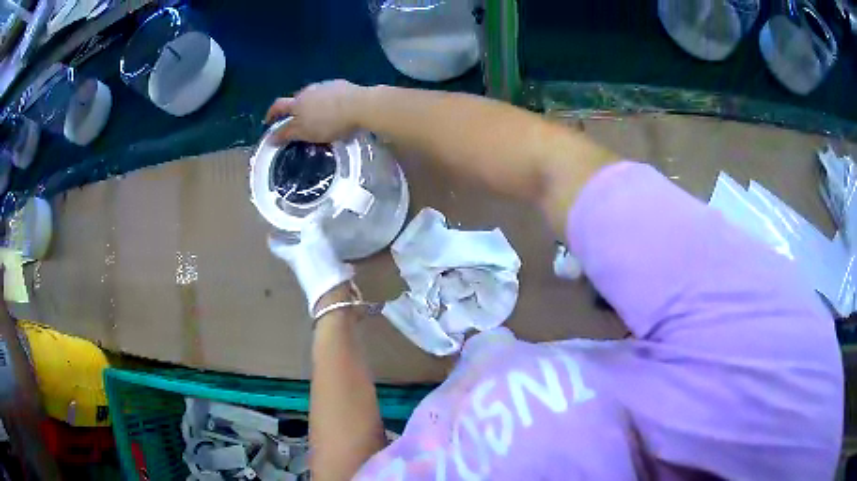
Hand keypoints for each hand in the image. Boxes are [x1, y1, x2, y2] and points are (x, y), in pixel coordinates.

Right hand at [265, 80, 366, 143]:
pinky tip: (336, 110)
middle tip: (298, 122)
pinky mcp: (341, 85)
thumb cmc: (330, 122)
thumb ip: (287, 134)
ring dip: (312, 106)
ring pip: (313, 96)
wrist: (360, 105)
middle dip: (294, 110)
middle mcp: (308, 90)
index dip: (271, 114)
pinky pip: (330, 94)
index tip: (269, 121)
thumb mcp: (305, 133)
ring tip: (318, 117)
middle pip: (296, 100)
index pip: (278, 106)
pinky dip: (328, 103)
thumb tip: (270, 138)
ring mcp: (325, 86)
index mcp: (297, 103)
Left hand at [268, 222, 354, 315]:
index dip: (274, 238)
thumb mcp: (314, 239)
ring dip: (315, 245)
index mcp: (292, 255)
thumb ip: (312, 224)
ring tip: (322, 231)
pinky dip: (331, 255)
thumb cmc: (319, 266)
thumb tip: (316, 209)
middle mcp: (300, 265)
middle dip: (297, 239)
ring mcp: (314, 273)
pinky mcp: (329, 278)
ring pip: (311, 255)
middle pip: (294, 250)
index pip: (278, 246)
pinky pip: (328, 262)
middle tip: (302, 224)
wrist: (334, 294)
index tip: (271, 231)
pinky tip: (338, 248)